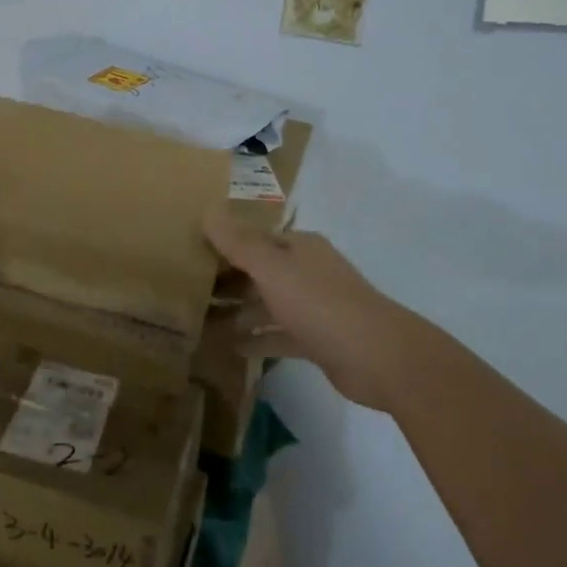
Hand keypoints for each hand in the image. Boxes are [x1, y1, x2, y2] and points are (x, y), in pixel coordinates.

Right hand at [204, 210, 420, 412]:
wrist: (379, 357)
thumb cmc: (321, 303)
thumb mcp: (272, 268)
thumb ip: (238, 243)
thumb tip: (207, 209)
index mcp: (298, 247)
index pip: (253, 239)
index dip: (222, 245)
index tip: (189, 256)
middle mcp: (306, 271)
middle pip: (259, 271)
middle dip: (226, 281)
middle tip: (187, 293)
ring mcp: (314, 307)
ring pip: (267, 304)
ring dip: (238, 312)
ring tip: (200, 323)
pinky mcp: (318, 340)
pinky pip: (279, 334)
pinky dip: (257, 338)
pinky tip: (231, 348)